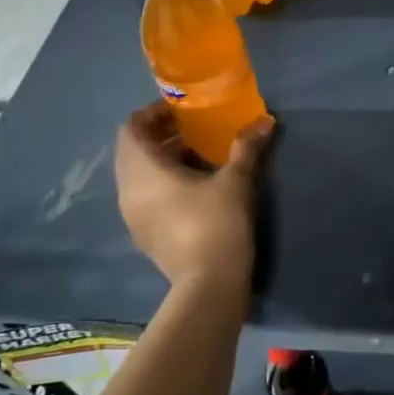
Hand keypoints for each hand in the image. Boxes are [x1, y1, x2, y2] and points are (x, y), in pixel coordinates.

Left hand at [114, 103, 273, 288]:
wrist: (208, 284)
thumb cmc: (217, 223)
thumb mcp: (236, 180)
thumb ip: (246, 147)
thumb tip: (265, 121)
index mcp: (143, 171)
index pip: (131, 128)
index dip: (152, 113)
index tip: (181, 110)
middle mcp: (128, 190)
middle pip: (132, 151)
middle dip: (158, 135)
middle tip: (191, 128)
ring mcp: (132, 215)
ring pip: (137, 175)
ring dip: (160, 159)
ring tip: (196, 155)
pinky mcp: (143, 234)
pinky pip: (144, 196)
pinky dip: (161, 182)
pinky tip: (194, 187)